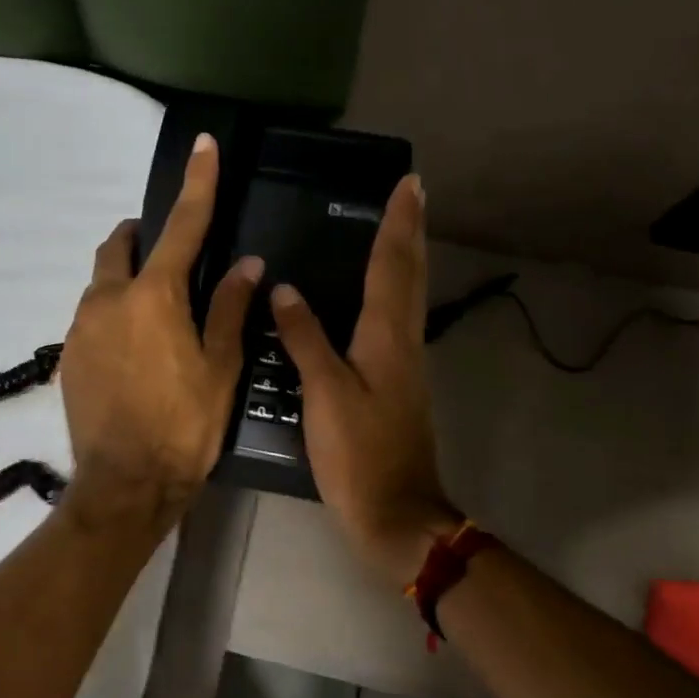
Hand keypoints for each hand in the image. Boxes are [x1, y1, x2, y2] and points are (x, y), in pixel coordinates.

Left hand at [59, 134, 262, 531]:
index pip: (182, 226)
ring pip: (101, 284)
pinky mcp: (67, 357)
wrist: (125, 486)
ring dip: (126, 282)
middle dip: (143, 238)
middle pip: (120, 246)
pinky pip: (91, 320)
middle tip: (171, 259)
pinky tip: (133, 356)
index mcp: (154, 296)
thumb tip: (247, 265)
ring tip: (155, 319)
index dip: (197, 184)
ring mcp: (81, 329)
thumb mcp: (220, 369)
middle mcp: (108, 300)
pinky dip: (113, 318)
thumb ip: (231, 310)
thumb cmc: (184, 427)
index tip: (203, 146)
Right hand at [271, 174, 461, 584]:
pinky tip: (373, 298)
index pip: (393, 267)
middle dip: (410, 232)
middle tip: (412, 194)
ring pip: (408, 298)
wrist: (395, 513)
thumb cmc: (359, 454)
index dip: (398, 224)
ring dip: (405, 259)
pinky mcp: (397, 386)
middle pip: (410, 276)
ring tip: (394, 230)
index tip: (409, 184)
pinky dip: (391, 294)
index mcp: (387, 338)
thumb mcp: (326, 394)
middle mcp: (403, 343)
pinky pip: (396, 323)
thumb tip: (286, 290)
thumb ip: (307, 339)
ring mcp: (405, 366)